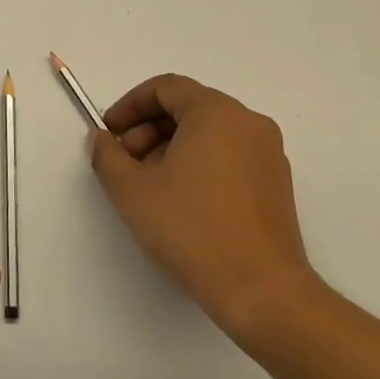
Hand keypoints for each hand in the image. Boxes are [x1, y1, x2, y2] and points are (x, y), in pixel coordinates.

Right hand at [88, 74, 316, 349]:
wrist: (262, 291)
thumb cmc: (191, 229)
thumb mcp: (131, 190)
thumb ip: (107, 155)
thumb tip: (103, 139)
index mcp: (216, 112)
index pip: (165, 87)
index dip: (129, 106)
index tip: (109, 134)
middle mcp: (248, 122)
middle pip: (187, 107)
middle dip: (147, 129)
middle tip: (125, 163)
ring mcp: (268, 153)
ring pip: (208, 133)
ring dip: (170, 148)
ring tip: (149, 186)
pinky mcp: (276, 184)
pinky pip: (228, 155)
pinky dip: (198, 164)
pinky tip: (181, 201)